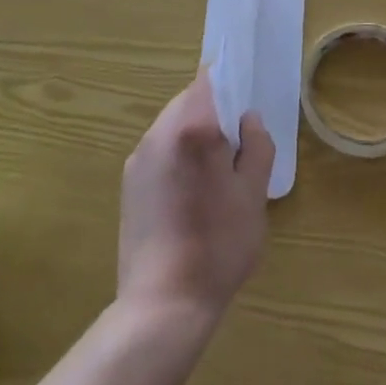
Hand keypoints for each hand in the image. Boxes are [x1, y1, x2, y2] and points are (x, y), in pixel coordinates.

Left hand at [118, 71, 273, 332]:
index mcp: (193, 128)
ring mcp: (139, 158)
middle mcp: (159, 133)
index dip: (228, 83)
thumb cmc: (218, 245)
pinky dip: (177, 158)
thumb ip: (257, 147)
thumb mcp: (254, 195)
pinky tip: (190, 196)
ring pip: (172, 127)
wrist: (163, 304)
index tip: (244, 103)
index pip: (207, 80)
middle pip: (188, 102)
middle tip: (237, 147)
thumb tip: (248, 120)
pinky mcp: (128, 183)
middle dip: (213, 114)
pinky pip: (159, 152)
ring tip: (215, 176)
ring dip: (194, 136)